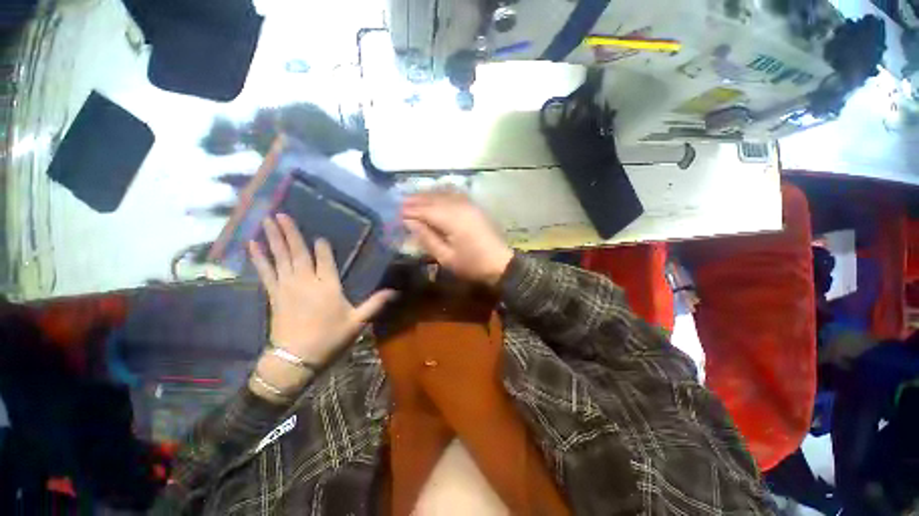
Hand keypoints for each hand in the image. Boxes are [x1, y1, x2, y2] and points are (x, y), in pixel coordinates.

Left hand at [249, 214, 396, 368]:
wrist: (296, 359)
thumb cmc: (330, 338)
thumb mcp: (358, 321)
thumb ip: (375, 303)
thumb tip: (396, 291)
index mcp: (328, 286)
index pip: (325, 259)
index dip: (322, 246)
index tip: (319, 235)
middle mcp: (306, 281)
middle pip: (299, 252)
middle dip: (291, 232)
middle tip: (281, 213)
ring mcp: (287, 286)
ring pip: (281, 257)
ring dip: (274, 238)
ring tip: (267, 220)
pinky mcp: (274, 295)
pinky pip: (266, 272)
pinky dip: (259, 258)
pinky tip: (253, 244)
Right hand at [402, 191, 513, 286]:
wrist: (500, 263)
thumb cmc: (472, 264)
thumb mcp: (446, 257)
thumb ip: (427, 238)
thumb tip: (409, 222)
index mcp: (451, 219)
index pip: (424, 210)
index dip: (409, 211)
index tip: (395, 213)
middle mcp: (459, 206)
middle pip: (432, 199)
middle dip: (415, 200)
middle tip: (400, 204)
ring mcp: (468, 204)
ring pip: (442, 194)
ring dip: (427, 195)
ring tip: (412, 199)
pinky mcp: (473, 206)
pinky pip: (453, 194)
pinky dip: (440, 194)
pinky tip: (434, 196)